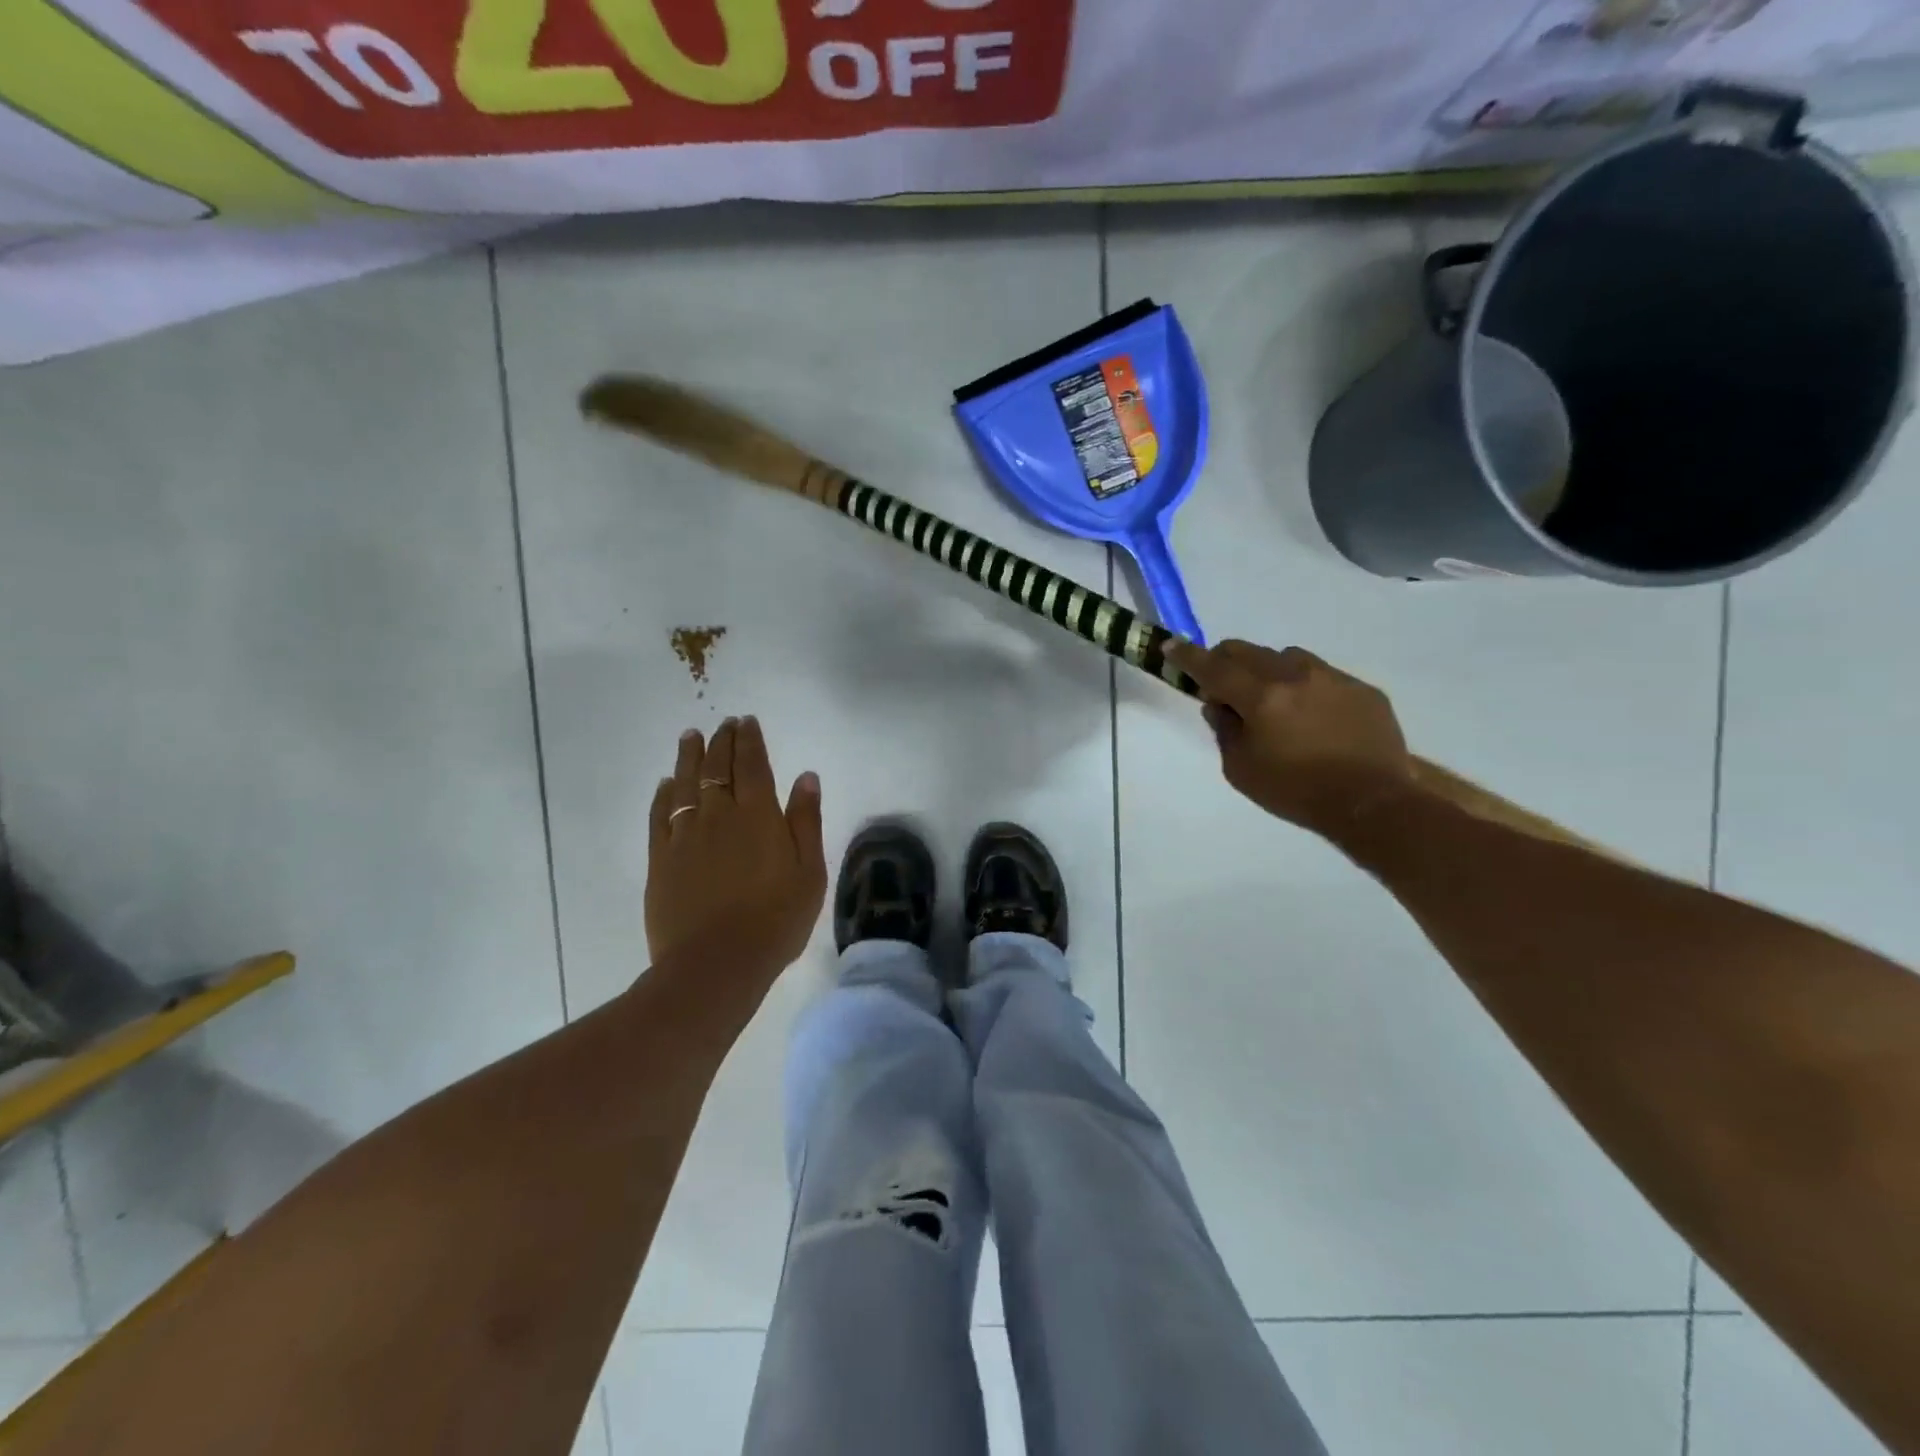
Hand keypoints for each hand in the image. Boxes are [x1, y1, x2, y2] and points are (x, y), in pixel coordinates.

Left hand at [645, 716, 826, 980]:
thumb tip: (805, 776)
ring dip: (689, 757)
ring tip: (691, 736)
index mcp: (758, 815)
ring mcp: (685, 836)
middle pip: (717, 768)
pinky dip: (664, 794)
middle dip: (721, 741)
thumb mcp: (809, 872)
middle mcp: (719, 815)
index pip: (752, 765)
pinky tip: (666, 784)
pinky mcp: (661, 859)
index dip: (749, 740)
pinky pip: (660, 815)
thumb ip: (806, 821)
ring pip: (685, 784)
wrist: (716, 963)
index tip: (746, 722)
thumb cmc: (775, 920)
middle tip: (723, 723)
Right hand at [1168, 640, 1415, 840]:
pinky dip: (1305, 688)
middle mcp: (1296, 676)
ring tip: (1273, 702)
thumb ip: (1224, 730)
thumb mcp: (1241, 769)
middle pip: (1248, 651)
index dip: (1188, 656)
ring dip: (1268, 671)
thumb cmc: (1296, 792)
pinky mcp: (1362, 689)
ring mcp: (1333, 678)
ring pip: (1287, 657)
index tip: (1171, 646)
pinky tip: (1313, 718)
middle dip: (1226, 662)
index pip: (1214, 668)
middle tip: (1223, 686)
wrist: (1373, 803)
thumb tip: (1219, 704)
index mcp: (1262, 697)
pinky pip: (1322, 675)